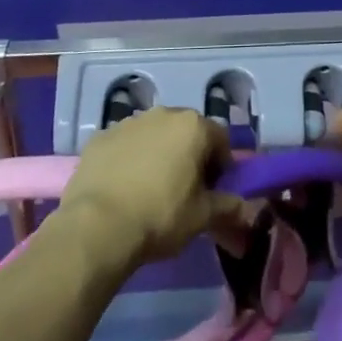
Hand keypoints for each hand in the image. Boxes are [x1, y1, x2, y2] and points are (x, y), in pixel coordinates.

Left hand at [58, 108, 245, 265]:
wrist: (97, 226)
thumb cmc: (160, 216)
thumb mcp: (202, 217)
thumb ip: (227, 207)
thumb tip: (244, 208)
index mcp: (193, 126)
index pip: (220, 140)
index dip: (221, 166)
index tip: (213, 192)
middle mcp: (163, 114)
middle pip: (186, 133)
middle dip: (189, 156)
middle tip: (184, 192)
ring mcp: (128, 122)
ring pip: (153, 136)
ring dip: (158, 155)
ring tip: (149, 191)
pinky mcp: (100, 137)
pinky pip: (124, 145)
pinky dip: (128, 160)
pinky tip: (122, 189)